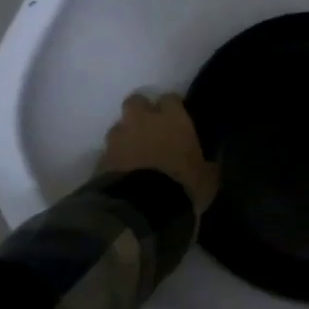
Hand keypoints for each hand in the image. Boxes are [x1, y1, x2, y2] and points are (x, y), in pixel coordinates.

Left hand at [98, 93, 218, 217]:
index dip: (172, 108)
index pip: (170, 99)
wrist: (140, 209)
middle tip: (150, 129)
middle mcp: (143, 121)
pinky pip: (108, 153)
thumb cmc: (182, 186)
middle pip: (136, 102)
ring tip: (133, 155)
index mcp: (173, 119)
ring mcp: (118, 139)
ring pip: (118, 127)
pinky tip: (123, 175)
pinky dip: (114, 160)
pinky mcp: (99, 160)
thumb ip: (206, 166)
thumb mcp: (207, 179)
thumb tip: (209, 166)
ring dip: (125, 137)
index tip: (177, 120)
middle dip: (141, 112)